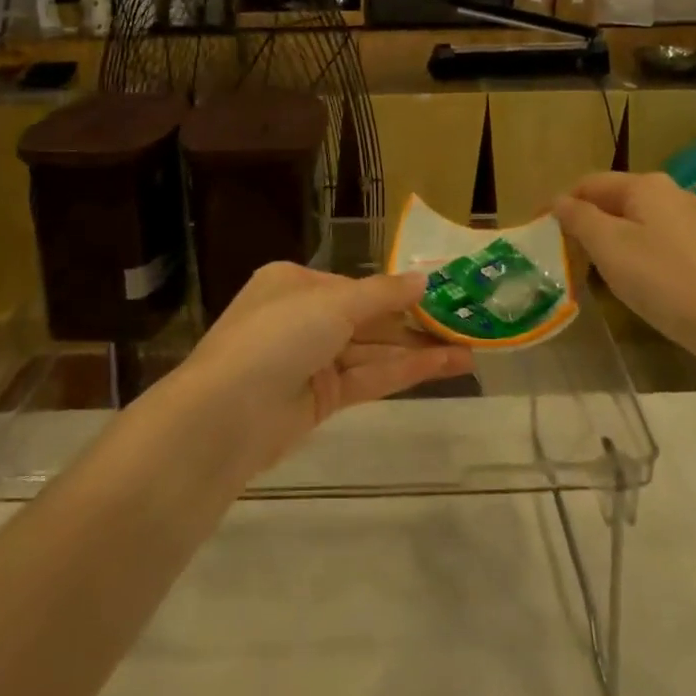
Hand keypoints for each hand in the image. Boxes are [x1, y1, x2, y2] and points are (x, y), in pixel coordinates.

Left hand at [179, 262, 474, 471]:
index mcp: (294, 283)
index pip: (355, 286)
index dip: (399, 292)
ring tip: (470, 351)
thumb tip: (424, 279)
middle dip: (414, 323)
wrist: (225, 416)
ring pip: (372, 351)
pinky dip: (404, 372)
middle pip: (367, 319)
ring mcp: (311, 361)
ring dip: (417, 350)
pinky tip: (444, 366)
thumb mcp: (333, 304)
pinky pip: (368, 378)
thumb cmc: (277, 338)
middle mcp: (302, 318)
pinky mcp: (320, 400)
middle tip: (465, 325)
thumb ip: (383, 294)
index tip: (442, 295)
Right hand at [553, 172, 695, 362]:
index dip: (560, 203)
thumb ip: (578, 217)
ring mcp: (691, 219)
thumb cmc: (660, 279)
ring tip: (589, 266)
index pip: (588, 183)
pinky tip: (630, 276)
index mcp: (645, 184)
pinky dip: (632, 249)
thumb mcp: (608, 246)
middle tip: (561, 250)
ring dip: (607, 236)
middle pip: (613, 199)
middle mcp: (670, 192)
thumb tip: (559, 201)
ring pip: (634, 219)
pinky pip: (654, 237)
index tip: (538, 228)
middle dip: (584, 220)